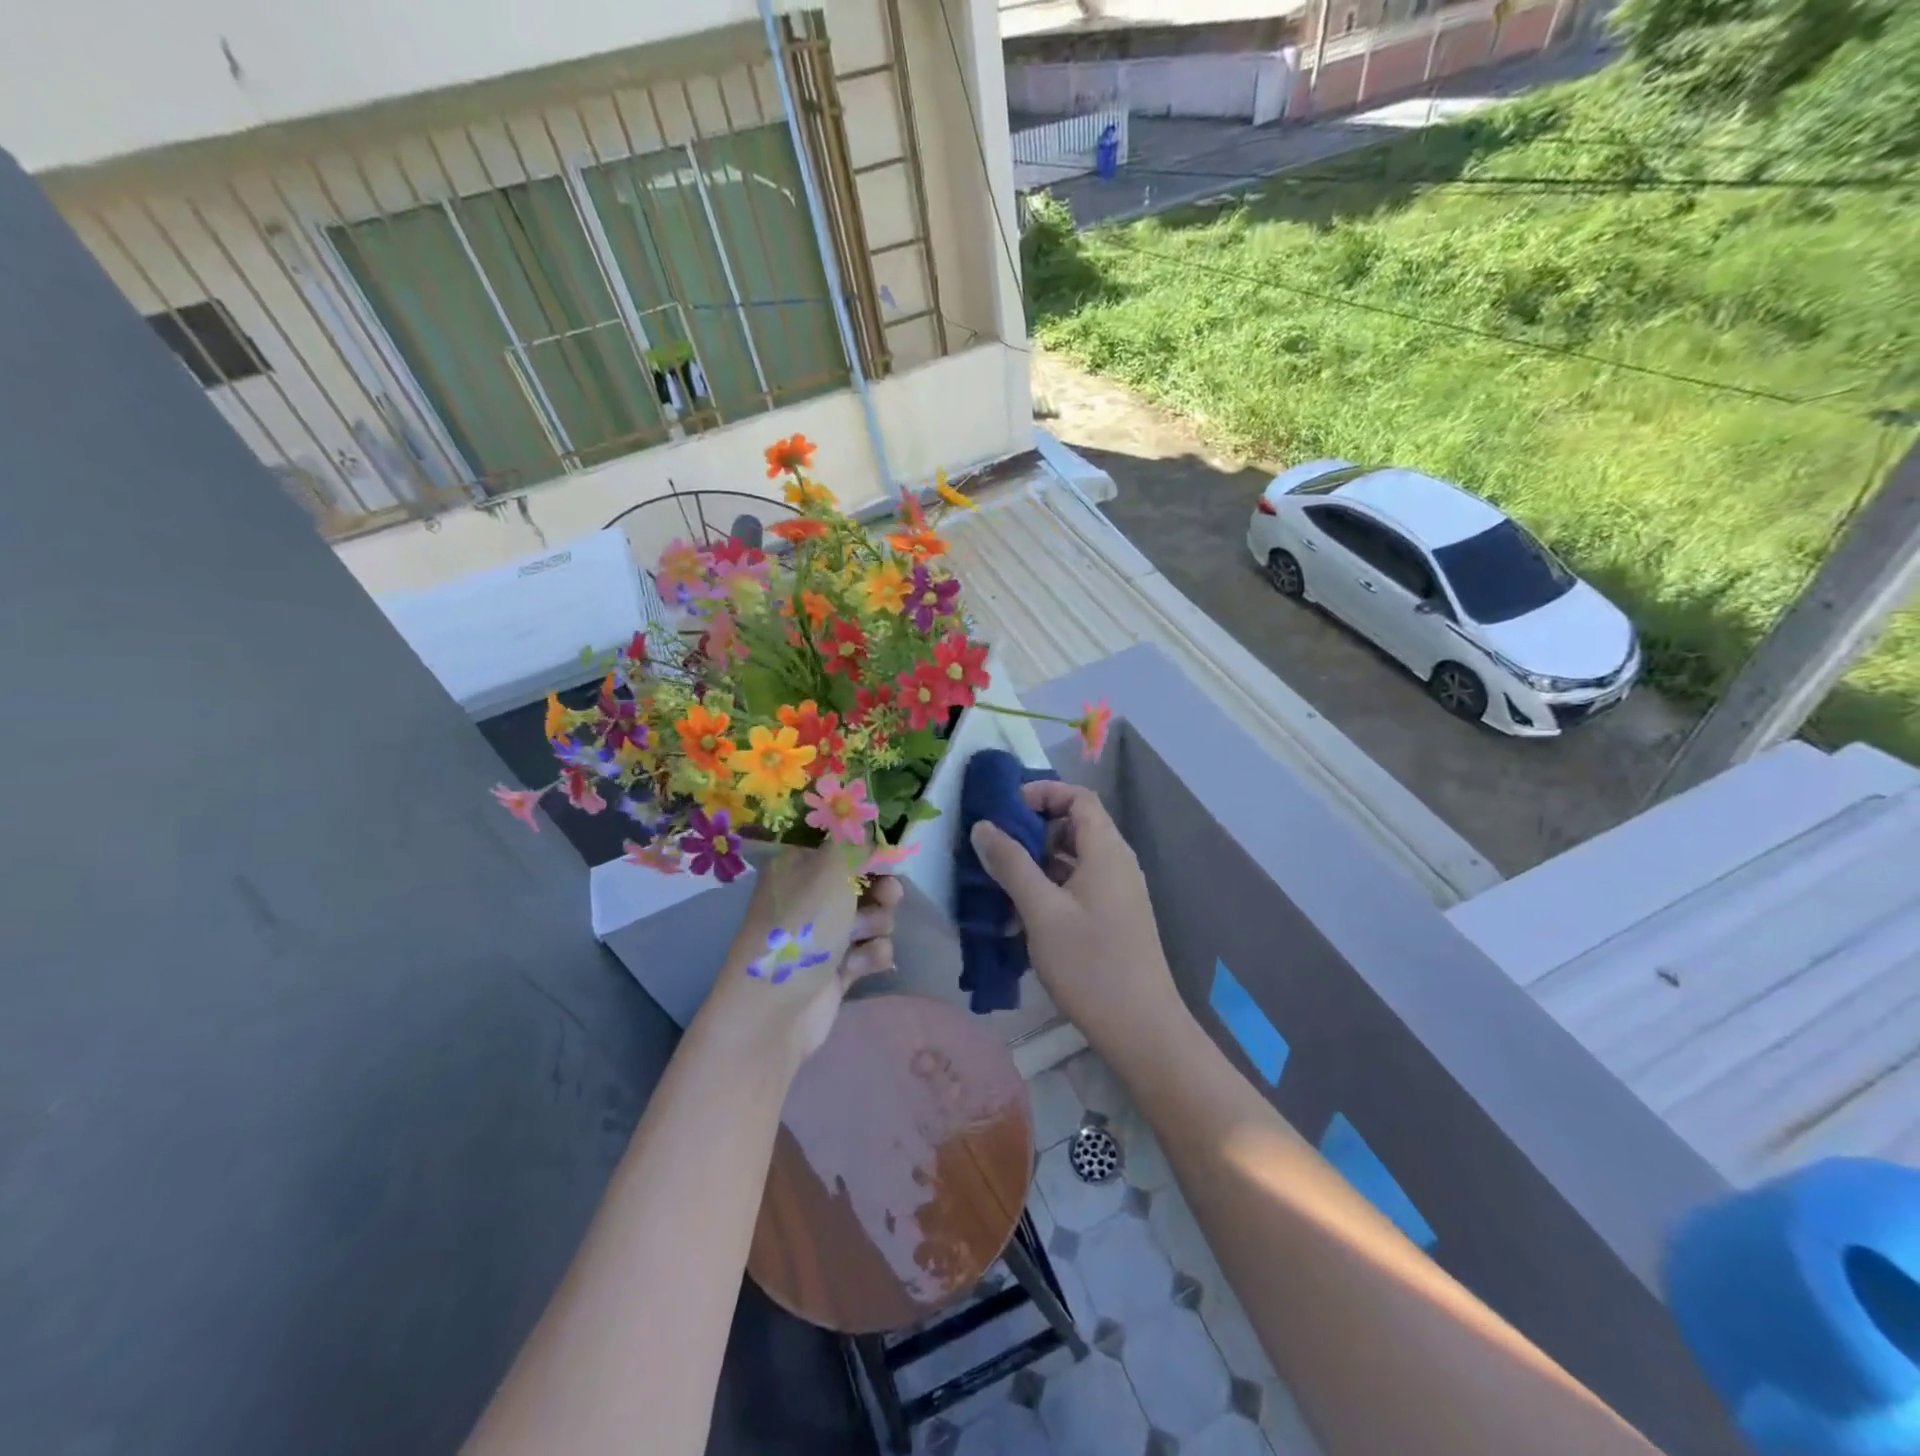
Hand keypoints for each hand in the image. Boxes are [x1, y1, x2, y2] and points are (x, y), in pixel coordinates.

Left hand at [694, 843, 902, 1068]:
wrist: (773, 1011)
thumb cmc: (799, 928)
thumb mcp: (829, 870)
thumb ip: (855, 842)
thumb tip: (866, 822)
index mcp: (799, 864)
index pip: (841, 842)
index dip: (867, 846)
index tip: (887, 851)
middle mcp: (810, 895)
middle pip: (864, 879)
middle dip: (882, 887)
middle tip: (887, 894)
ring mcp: (823, 933)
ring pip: (872, 915)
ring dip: (877, 924)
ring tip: (863, 937)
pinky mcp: (837, 968)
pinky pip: (870, 950)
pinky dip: (870, 956)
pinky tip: (857, 967)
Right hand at [969, 782, 1179, 1047]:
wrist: (1141, 1029)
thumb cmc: (1090, 964)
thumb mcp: (1041, 911)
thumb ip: (1011, 864)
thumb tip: (983, 826)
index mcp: (1106, 851)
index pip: (1078, 797)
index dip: (1043, 792)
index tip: (1006, 809)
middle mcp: (1117, 863)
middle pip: (1075, 825)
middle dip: (1033, 830)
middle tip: (995, 848)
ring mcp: (1118, 892)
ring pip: (1074, 858)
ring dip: (1037, 863)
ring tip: (1000, 884)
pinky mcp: (1114, 917)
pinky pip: (1079, 885)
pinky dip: (1050, 888)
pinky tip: (1022, 917)